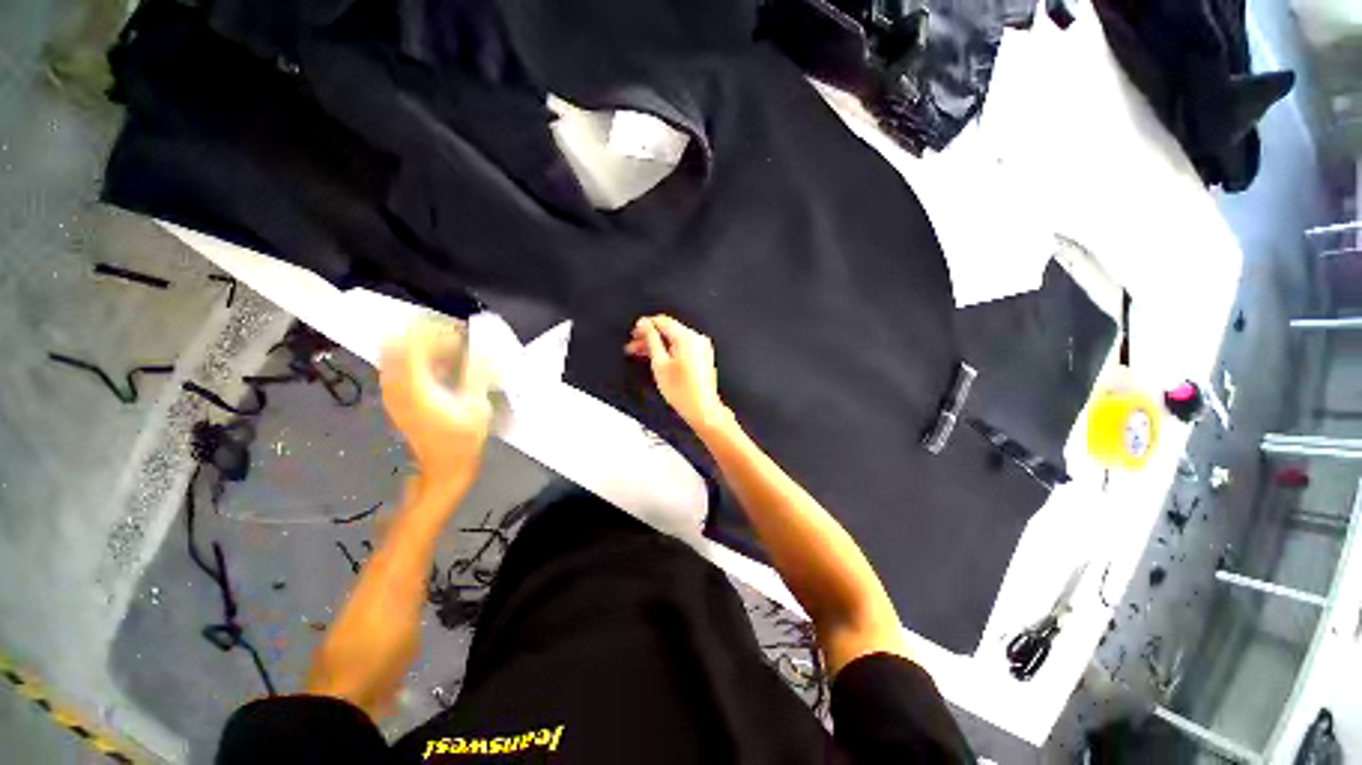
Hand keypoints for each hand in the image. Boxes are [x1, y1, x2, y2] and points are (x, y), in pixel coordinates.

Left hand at [381, 320, 492, 494]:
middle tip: (453, 338)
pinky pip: (397, 369)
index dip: (434, 331)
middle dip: (424, 336)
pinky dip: (415, 361)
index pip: (412, 344)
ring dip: (419, 348)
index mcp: (416, 387)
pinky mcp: (396, 401)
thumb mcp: (477, 406)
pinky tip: (439, 367)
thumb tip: (480, 349)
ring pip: (395, 356)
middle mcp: (397, 387)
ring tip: (448, 350)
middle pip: (397, 346)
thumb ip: (475, 374)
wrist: (444, 468)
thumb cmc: (464, 440)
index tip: (458, 330)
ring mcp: (393, 395)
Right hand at [625, 315, 729, 433]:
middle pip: (669, 330)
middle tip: (634, 345)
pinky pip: (683, 346)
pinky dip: (669, 350)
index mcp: (687, 338)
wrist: (702, 408)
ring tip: (642, 353)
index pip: (662, 321)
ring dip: (658, 344)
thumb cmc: (683, 392)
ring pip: (675, 339)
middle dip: (649, 337)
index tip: (634, 332)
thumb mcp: (659, 364)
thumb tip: (645, 325)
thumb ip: (651, 340)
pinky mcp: (702, 356)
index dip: (645, 325)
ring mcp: (701, 347)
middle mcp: (697, 339)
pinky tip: (658, 358)